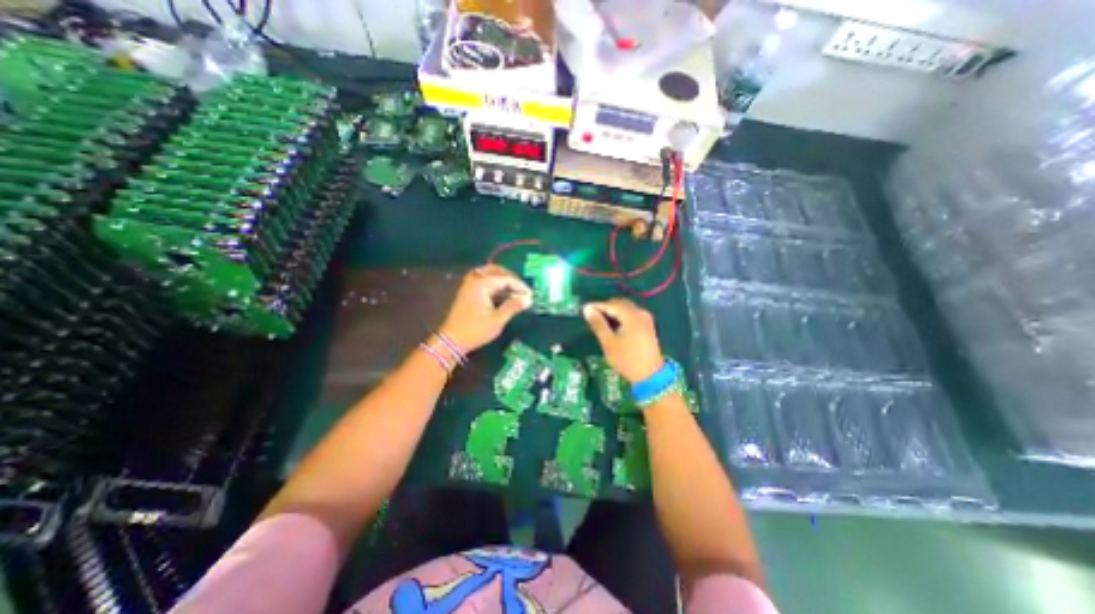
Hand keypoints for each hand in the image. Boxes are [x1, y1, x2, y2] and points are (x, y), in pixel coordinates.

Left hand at [439, 264, 534, 355]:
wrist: (452, 340)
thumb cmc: (476, 330)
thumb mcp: (498, 319)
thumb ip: (513, 306)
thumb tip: (529, 299)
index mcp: (482, 284)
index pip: (505, 278)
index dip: (519, 285)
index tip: (530, 295)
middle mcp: (474, 280)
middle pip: (496, 271)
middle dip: (511, 279)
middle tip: (522, 290)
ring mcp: (469, 285)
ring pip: (489, 274)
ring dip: (502, 280)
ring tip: (514, 291)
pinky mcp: (467, 291)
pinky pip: (483, 280)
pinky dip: (494, 284)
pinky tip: (502, 293)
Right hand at [586, 297, 662, 382]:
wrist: (650, 376)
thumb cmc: (627, 359)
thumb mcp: (609, 342)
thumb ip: (598, 324)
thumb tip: (587, 309)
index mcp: (631, 316)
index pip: (611, 305)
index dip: (596, 306)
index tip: (583, 309)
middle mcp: (640, 313)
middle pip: (620, 304)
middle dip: (605, 307)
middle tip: (592, 316)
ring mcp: (646, 319)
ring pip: (626, 309)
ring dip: (613, 312)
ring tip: (601, 321)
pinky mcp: (648, 326)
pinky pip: (632, 315)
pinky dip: (621, 316)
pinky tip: (614, 325)